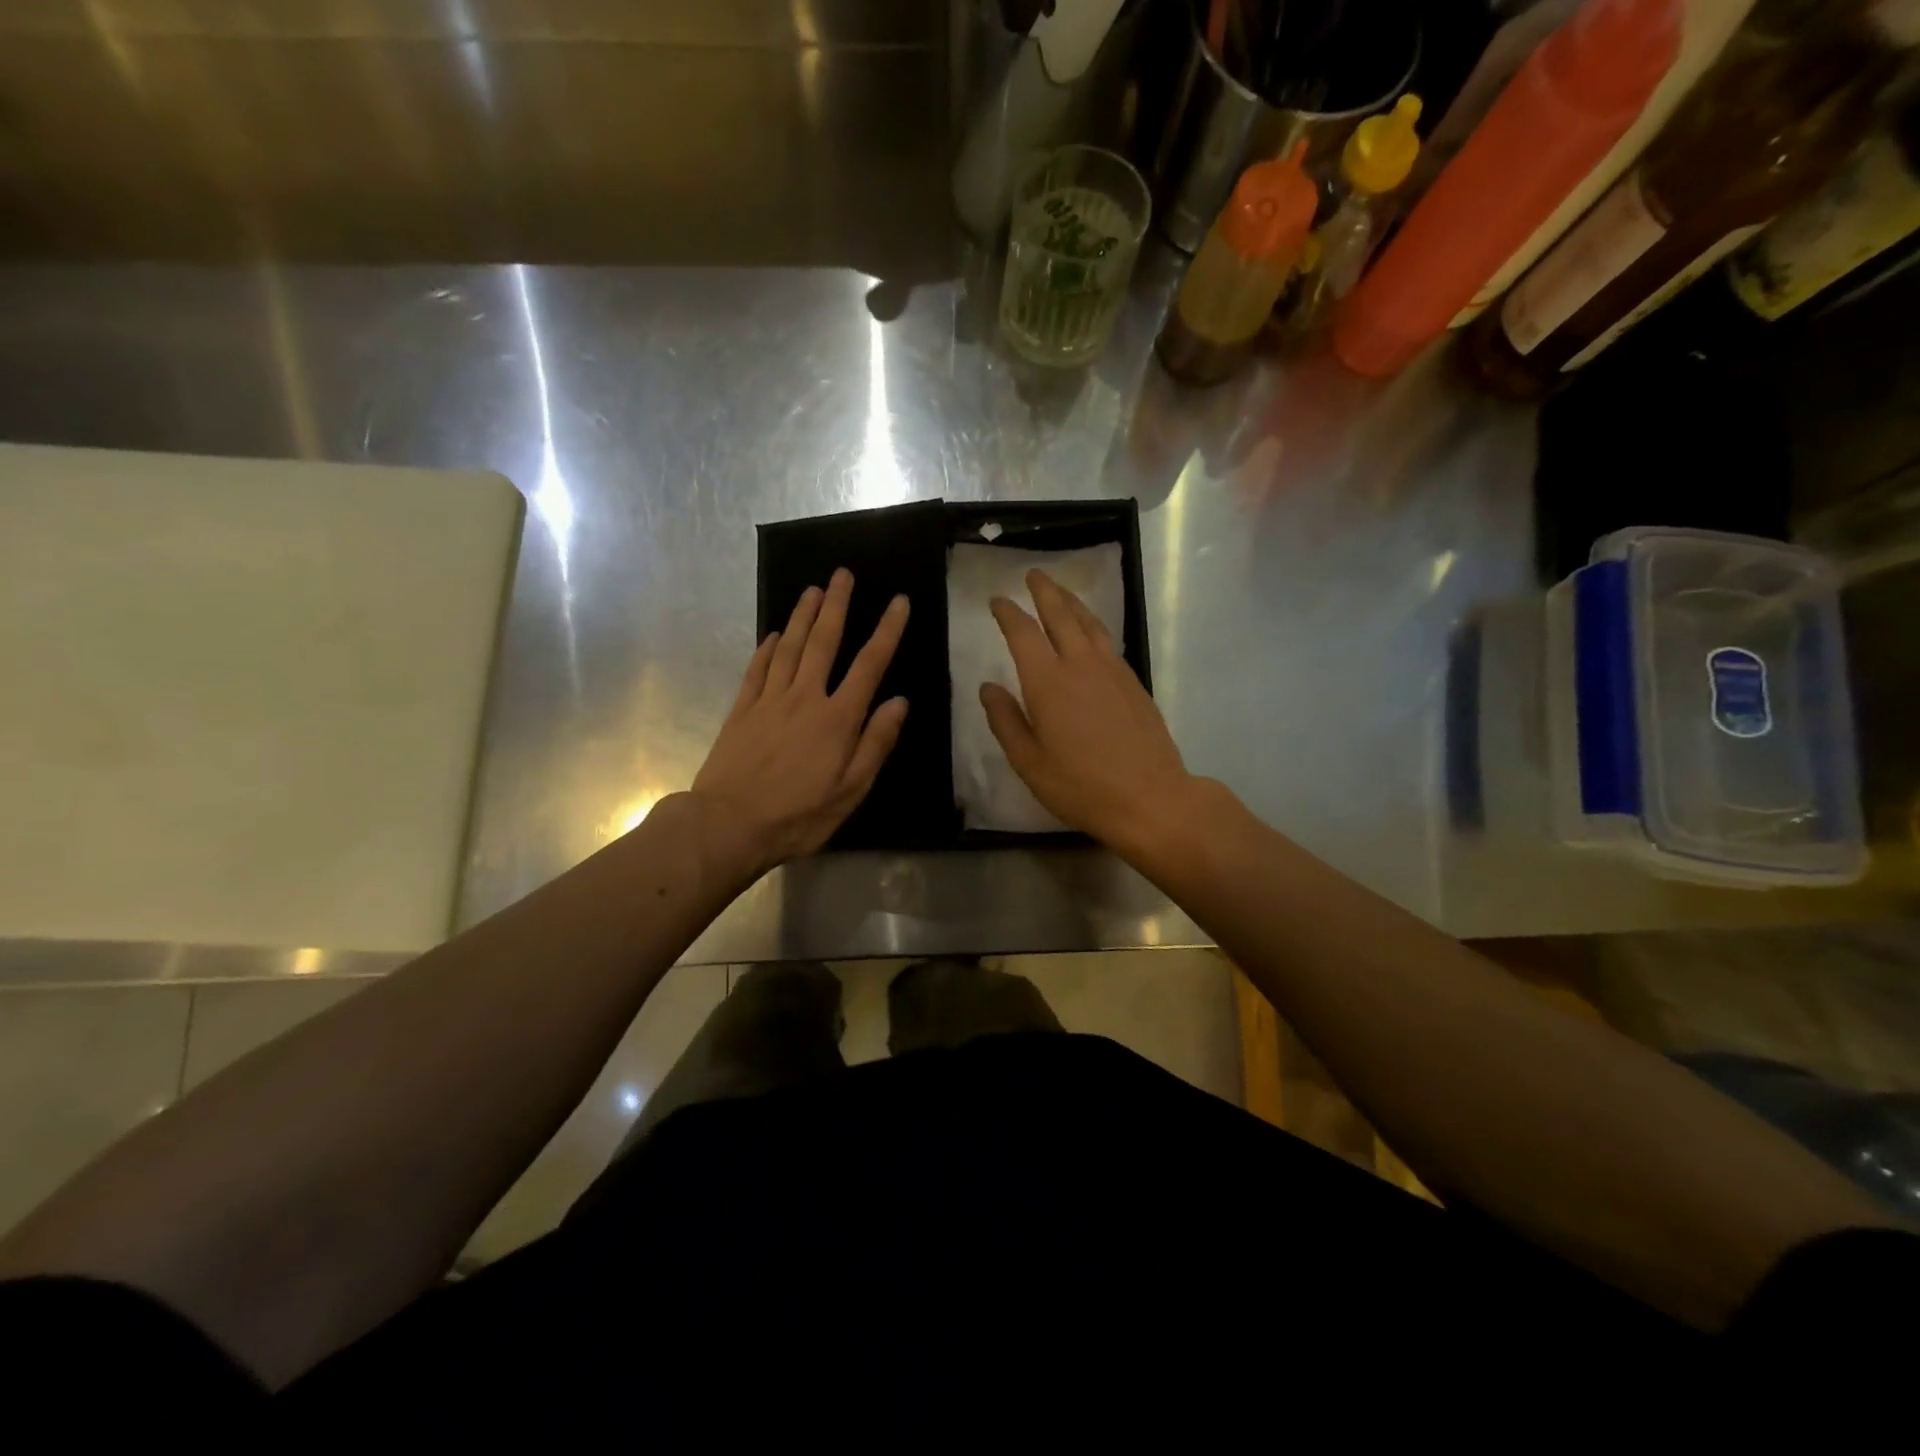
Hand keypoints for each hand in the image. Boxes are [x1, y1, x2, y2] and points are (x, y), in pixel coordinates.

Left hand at [690, 568, 909, 878]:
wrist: (728, 824)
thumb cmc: (798, 815)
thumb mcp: (851, 790)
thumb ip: (876, 743)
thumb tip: (899, 702)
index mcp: (837, 718)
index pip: (869, 664)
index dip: (886, 631)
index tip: (897, 601)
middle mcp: (805, 697)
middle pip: (824, 642)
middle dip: (836, 605)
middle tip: (842, 574)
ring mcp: (769, 700)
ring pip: (790, 647)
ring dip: (803, 616)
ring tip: (813, 590)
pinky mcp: (742, 710)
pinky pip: (757, 669)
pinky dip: (767, 648)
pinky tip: (774, 634)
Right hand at [981, 569, 1193, 852]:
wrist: (1151, 798)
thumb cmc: (1081, 786)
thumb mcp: (1029, 762)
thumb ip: (1005, 721)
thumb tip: (987, 687)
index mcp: (1048, 682)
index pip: (1023, 633)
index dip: (1008, 613)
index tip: (997, 600)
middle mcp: (1080, 664)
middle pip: (1061, 615)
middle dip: (1044, 591)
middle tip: (1033, 575)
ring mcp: (1112, 670)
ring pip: (1089, 622)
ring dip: (1072, 601)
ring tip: (1060, 591)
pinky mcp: (1134, 682)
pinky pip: (1108, 640)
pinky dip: (1093, 624)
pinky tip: (1091, 631)